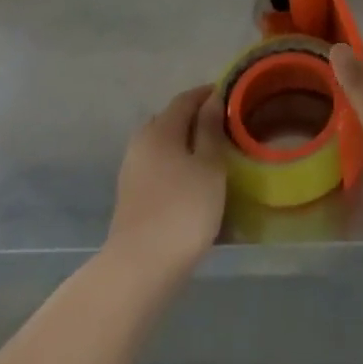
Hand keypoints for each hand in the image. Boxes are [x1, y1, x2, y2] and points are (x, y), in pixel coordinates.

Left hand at [105, 86, 227, 283]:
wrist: (140, 269)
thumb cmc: (183, 210)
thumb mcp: (209, 166)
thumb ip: (210, 130)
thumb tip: (211, 100)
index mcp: (160, 129)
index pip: (186, 99)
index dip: (208, 94)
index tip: (231, 97)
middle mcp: (141, 143)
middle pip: (171, 120)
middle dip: (196, 119)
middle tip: (224, 127)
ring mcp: (132, 171)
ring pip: (163, 145)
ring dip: (185, 145)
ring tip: (212, 156)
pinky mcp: (131, 197)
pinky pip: (158, 167)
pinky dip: (176, 166)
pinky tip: (193, 182)